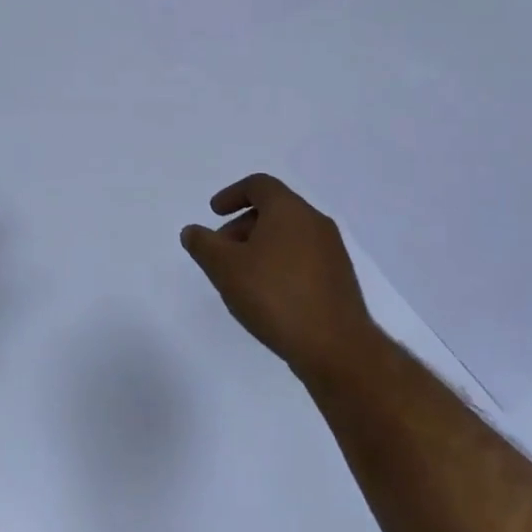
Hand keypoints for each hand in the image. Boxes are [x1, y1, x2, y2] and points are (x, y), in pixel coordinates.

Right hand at [181, 173, 379, 380]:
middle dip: (242, 225)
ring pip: (289, 235)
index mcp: (289, 210)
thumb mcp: (226, 268)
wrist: (335, 346)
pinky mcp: (339, 278)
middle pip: (274, 209)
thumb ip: (204, 245)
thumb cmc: (275, 296)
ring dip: (261, 246)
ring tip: (241, 277)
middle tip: (221, 251)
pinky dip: (280, 263)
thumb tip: (192, 231)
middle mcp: (315, 222)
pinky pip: (303, 257)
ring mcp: (331, 251)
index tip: (214, 213)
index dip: (232, 194)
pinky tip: (268, 294)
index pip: (259, 185)